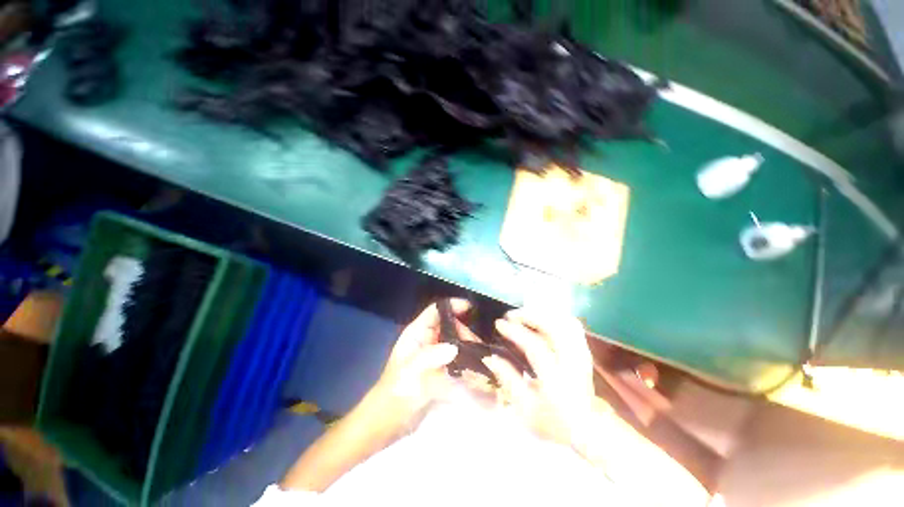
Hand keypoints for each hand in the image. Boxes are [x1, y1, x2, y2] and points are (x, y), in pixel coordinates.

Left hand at [362, 299, 469, 436]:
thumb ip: (430, 357)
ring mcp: (436, 354)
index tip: (471, 308)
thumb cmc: (396, 392)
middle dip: (465, 333)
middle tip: (479, 349)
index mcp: (417, 333)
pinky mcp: (442, 369)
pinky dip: (468, 363)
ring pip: (457, 342)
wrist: (390, 420)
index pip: (436, 311)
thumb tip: (454, 347)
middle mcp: (428, 340)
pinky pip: (458, 359)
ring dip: (470, 349)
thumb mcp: (410, 372)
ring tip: (483, 361)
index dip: (452, 306)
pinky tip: (479, 371)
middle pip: (451, 326)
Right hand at [482, 308, 594, 445]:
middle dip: (530, 315)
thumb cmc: (553, 423)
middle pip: (555, 327)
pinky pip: (572, 326)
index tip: (499, 324)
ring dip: (543, 314)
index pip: (535, 347)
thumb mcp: (525, 409)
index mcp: (556, 380)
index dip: (515, 332)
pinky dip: (556, 317)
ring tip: (525, 315)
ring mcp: (581, 356)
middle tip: (511, 315)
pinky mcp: (584, 352)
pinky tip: (542, 319)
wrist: (587, 430)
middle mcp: (572, 363)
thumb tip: (490, 357)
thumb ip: (508, 380)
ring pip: (566, 322)